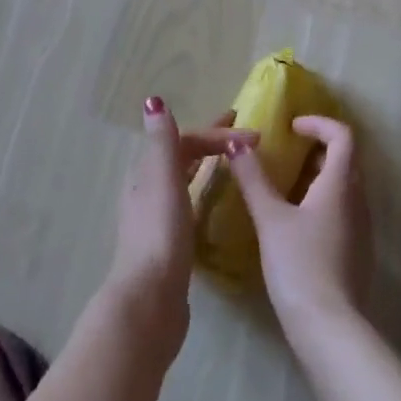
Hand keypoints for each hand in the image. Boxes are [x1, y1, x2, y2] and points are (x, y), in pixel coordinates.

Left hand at [107, 97, 256, 349]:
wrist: (150, 300)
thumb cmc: (160, 233)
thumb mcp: (162, 178)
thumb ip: (162, 140)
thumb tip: (153, 100)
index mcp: (147, 172)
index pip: (185, 139)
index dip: (216, 133)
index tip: (253, 134)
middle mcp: (149, 190)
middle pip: (183, 156)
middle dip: (213, 141)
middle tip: (247, 135)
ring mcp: (158, 218)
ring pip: (185, 179)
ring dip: (208, 164)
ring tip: (235, 161)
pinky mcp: (170, 244)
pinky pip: (190, 204)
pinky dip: (205, 192)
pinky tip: (218, 203)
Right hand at [226, 116, 371, 333]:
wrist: (330, 330)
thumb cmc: (299, 264)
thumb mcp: (270, 218)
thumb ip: (253, 178)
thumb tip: (237, 143)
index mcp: (340, 184)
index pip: (342, 136)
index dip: (319, 123)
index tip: (292, 127)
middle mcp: (358, 201)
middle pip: (345, 160)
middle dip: (316, 149)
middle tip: (285, 152)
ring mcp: (361, 230)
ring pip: (344, 188)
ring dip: (318, 177)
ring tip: (285, 185)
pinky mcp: (357, 254)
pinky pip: (342, 212)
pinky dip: (322, 202)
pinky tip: (297, 223)